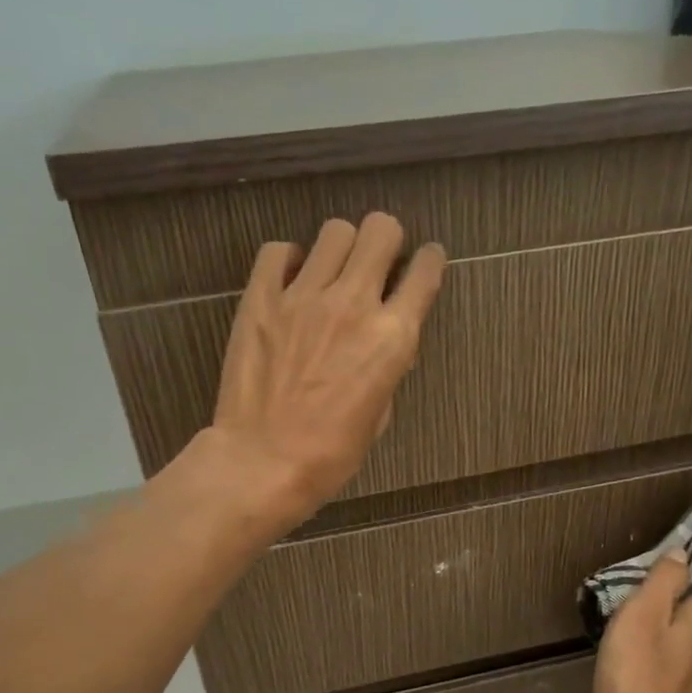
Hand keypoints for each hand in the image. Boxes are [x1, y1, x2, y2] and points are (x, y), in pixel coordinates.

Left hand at [209, 212, 445, 521]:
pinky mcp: (261, 298)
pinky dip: (288, 260)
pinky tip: (289, 282)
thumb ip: (387, 369)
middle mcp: (353, 303)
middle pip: (381, 230)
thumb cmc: (329, 455)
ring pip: (335, 232)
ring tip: (331, 272)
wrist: (263, 462)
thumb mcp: (378, 417)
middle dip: (386, 241)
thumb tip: (385, 346)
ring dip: (341, 248)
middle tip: (377, 262)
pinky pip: (278, 251)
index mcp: (391, 338)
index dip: (430, 262)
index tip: (425, 262)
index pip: (425, 273)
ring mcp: (303, 295)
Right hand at [594, 554, 691, 692]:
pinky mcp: (687, 692)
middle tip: (668, 565)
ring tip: (656, 601)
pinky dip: (672, 638)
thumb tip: (682, 553)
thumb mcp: (642, 615)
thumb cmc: (637, 673)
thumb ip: (663, 581)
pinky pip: (683, 652)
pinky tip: (651, 642)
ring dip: (681, 612)